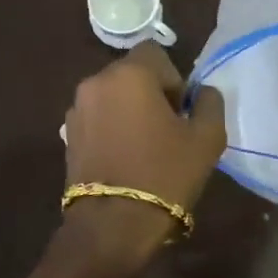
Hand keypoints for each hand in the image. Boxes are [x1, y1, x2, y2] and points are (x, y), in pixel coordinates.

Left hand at [61, 44, 226, 254]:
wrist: (112, 225)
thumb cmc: (165, 175)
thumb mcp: (207, 138)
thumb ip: (210, 103)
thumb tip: (202, 92)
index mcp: (130, 74)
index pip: (156, 53)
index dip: (174, 78)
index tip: (181, 112)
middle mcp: (96, 82)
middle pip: (131, 74)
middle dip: (150, 94)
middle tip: (167, 130)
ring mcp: (76, 109)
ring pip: (112, 97)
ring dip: (128, 111)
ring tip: (144, 147)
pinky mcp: (67, 135)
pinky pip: (97, 119)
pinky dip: (111, 129)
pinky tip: (124, 159)